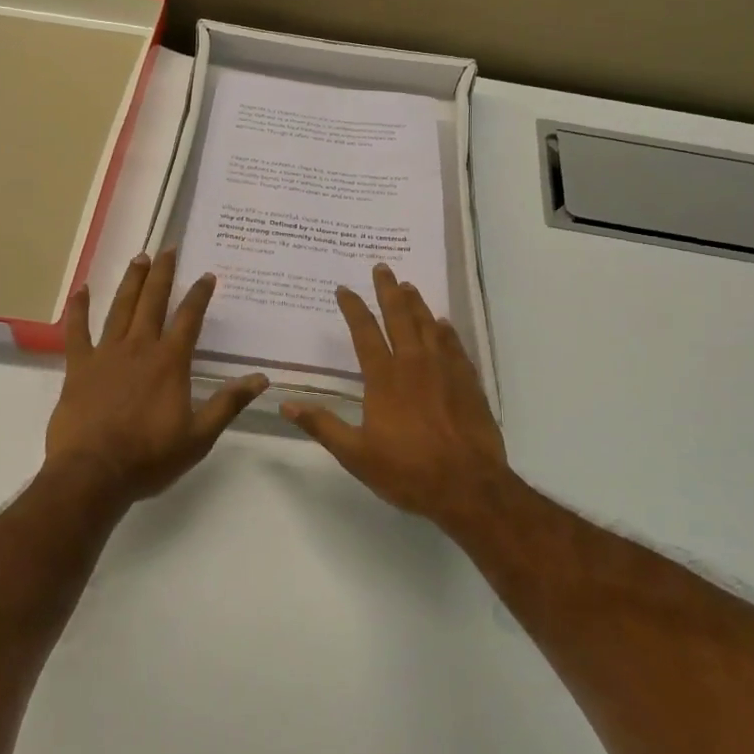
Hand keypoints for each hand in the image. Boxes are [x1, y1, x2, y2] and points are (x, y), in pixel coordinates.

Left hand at [45, 249, 266, 504]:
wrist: (93, 474)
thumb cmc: (149, 457)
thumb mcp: (199, 436)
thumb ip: (228, 404)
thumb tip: (261, 379)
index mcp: (169, 362)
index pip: (189, 319)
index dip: (199, 295)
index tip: (207, 275)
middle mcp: (140, 348)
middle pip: (153, 302)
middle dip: (163, 274)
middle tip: (168, 249)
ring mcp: (107, 354)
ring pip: (120, 308)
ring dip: (131, 281)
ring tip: (139, 258)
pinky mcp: (79, 366)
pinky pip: (78, 331)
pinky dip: (80, 309)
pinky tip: (82, 290)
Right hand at [282, 264, 512, 529]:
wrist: (468, 486)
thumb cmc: (407, 471)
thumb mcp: (355, 454)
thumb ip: (322, 425)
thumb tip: (285, 405)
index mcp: (384, 377)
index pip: (365, 332)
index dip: (353, 308)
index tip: (344, 288)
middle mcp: (414, 363)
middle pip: (400, 316)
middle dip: (388, 290)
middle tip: (382, 267)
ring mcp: (445, 370)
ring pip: (429, 325)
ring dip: (417, 303)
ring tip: (408, 286)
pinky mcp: (468, 382)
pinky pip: (455, 346)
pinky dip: (446, 331)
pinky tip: (443, 324)